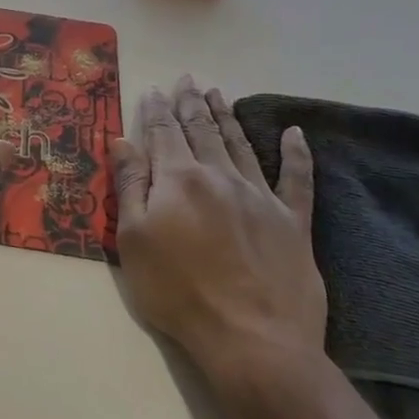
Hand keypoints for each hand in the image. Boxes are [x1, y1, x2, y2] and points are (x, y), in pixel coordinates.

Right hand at [112, 77, 324, 385]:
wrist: (251, 339)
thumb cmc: (177, 291)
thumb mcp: (134, 239)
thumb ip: (130, 185)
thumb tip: (122, 140)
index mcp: (179, 179)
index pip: (164, 133)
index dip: (156, 110)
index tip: (154, 89)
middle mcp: (220, 176)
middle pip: (202, 130)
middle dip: (191, 103)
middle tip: (187, 79)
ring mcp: (260, 196)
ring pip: (240, 144)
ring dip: (227, 117)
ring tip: (218, 94)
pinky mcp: (292, 221)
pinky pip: (296, 178)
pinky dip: (296, 153)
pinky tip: (294, 133)